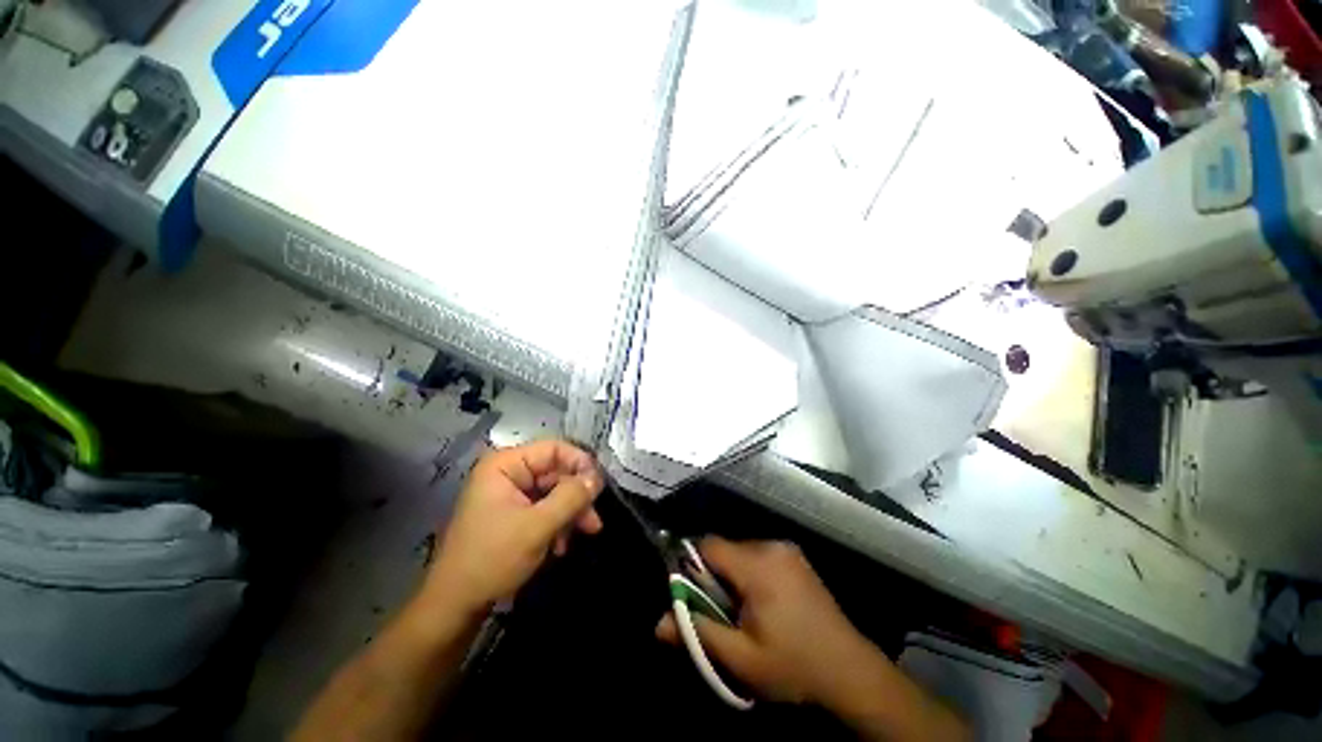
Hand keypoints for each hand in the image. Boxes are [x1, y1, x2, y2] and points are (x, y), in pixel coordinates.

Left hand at [423, 439, 602, 613]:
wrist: (455, 607)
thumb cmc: (493, 559)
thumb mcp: (538, 526)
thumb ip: (571, 497)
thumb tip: (597, 477)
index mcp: (505, 465)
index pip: (553, 449)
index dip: (580, 463)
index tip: (599, 486)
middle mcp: (507, 473)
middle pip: (556, 472)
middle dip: (576, 496)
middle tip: (595, 520)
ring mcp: (508, 494)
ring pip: (553, 492)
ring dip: (570, 513)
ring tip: (585, 534)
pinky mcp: (511, 514)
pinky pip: (543, 508)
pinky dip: (557, 524)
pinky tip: (561, 546)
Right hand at [656, 538, 885, 706]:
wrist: (851, 672)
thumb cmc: (793, 667)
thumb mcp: (741, 658)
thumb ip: (698, 634)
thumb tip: (658, 622)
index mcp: (757, 565)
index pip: (708, 545)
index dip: (693, 565)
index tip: (694, 594)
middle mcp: (771, 546)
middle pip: (725, 548)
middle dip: (715, 575)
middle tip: (721, 611)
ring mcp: (787, 549)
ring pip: (742, 552)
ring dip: (733, 575)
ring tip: (744, 611)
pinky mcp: (796, 557)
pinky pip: (760, 555)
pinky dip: (751, 573)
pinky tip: (764, 604)